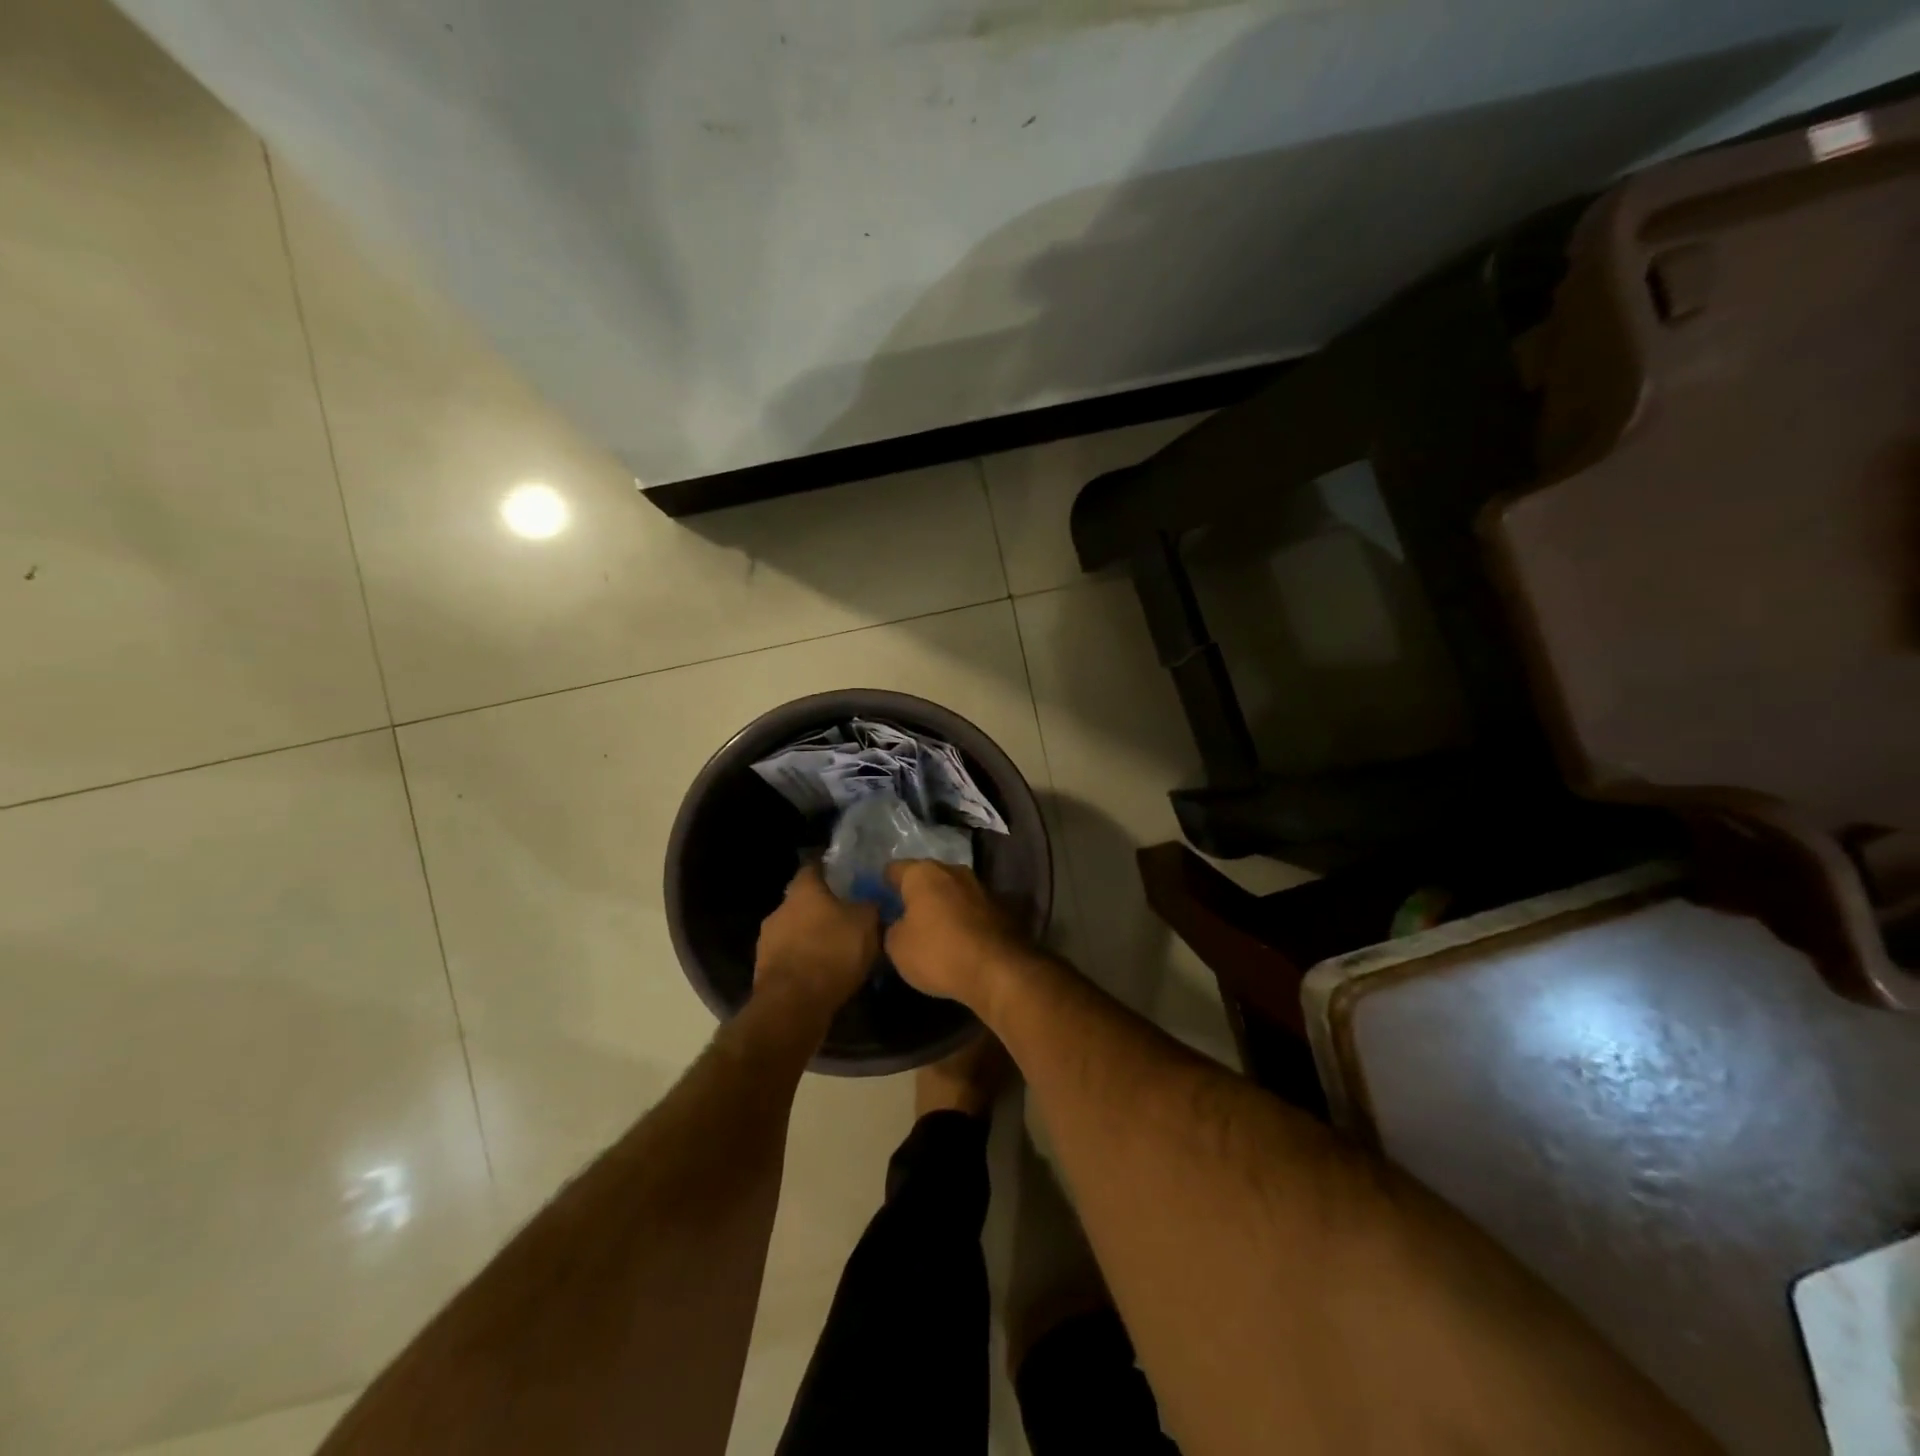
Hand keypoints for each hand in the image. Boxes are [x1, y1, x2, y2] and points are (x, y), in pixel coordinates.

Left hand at [754, 864, 879, 1016]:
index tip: (847, 878)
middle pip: (803, 901)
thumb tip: (871, 900)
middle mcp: (780, 909)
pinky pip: (790, 958)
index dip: (831, 871)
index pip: (814, 868)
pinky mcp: (764, 971)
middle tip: (847, 919)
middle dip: (823, 909)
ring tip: (837, 952)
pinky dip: (805, 962)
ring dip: (812, 938)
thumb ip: (869, 906)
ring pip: (795, 931)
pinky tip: (823, 974)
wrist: (793, 1005)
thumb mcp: (866, 924)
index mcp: (803, 890)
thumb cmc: (832, 952)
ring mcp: (767, 941)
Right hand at [883, 861, 1028, 1009]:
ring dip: (943, 905)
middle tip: (904, 916)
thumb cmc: (938, 952)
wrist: (999, 970)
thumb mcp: (897, 947)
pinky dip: (963, 918)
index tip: (879, 900)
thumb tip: (898, 922)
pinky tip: (958, 939)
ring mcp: (981, 887)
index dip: (884, 884)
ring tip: (933, 929)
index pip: (895, 869)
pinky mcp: (1001, 907)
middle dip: (916, 893)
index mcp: (923, 873)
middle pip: (927, 877)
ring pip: (952, 891)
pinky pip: (971, 908)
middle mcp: (953, 870)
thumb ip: (891, 928)